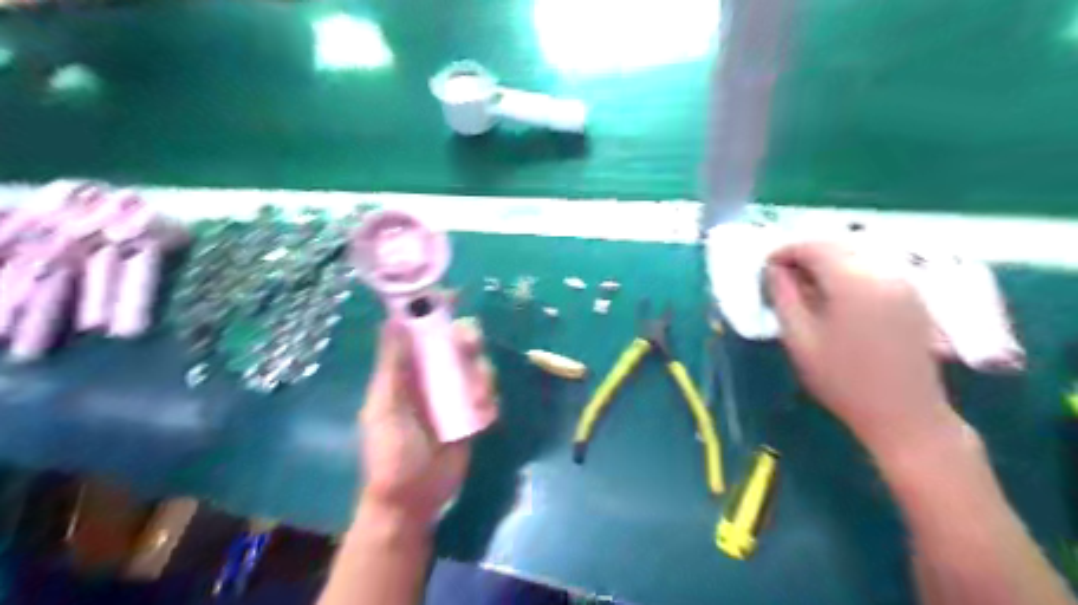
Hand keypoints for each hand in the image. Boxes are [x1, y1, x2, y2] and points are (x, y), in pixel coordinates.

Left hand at [363, 320, 495, 527]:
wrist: (413, 500)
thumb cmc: (391, 453)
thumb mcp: (385, 407)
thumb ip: (392, 365)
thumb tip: (392, 319)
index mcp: (405, 370)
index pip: (419, 330)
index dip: (432, 309)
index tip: (451, 295)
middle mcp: (431, 375)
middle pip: (455, 342)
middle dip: (466, 340)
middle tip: (468, 347)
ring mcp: (454, 394)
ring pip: (477, 365)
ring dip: (481, 375)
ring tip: (475, 400)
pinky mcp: (473, 413)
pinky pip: (489, 393)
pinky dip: (489, 400)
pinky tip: (481, 417)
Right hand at [766, 242, 959, 452]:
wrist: (905, 415)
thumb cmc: (843, 380)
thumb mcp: (800, 339)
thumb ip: (783, 297)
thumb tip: (773, 270)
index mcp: (854, 281)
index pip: (814, 246)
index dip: (785, 251)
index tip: (766, 269)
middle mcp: (883, 272)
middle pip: (837, 245)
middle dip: (805, 255)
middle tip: (781, 279)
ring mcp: (903, 283)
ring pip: (856, 255)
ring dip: (826, 263)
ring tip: (804, 289)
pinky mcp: (911, 296)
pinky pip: (872, 268)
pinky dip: (846, 272)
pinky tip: (834, 297)